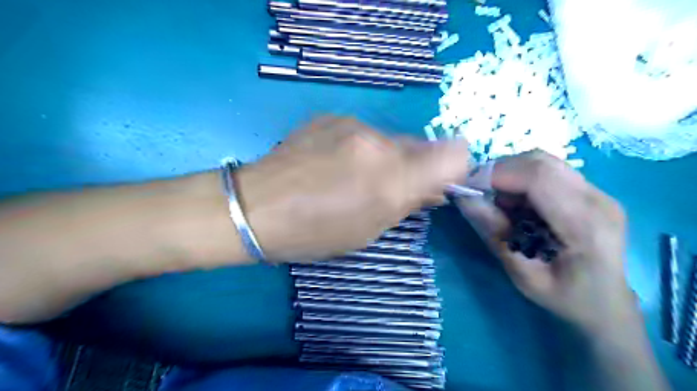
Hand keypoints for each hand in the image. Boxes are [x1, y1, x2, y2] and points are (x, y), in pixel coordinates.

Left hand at [236, 115, 470, 262]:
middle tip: (392, 187)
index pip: (454, 154)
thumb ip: (407, 204)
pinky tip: (334, 163)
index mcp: (391, 179)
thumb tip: (434, 189)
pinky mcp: (330, 116)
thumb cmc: (313, 233)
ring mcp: (352, 124)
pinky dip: (361, 148)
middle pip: (422, 145)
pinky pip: (364, 132)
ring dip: (386, 158)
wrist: (255, 207)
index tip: (437, 184)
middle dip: (416, 166)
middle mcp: (378, 143)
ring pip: (391, 139)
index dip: (453, 168)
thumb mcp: (368, 231)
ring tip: (355, 177)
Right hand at [455, 152, 635, 334]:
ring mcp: (599, 192)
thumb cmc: (564, 298)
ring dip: (511, 174)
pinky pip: (549, 171)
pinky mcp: (592, 191)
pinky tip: (516, 203)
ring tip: (497, 201)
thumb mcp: (522, 273)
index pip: (538, 177)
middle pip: (540, 162)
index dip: (497, 175)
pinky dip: (522, 179)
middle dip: (500, 171)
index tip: (468, 188)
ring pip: (543, 162)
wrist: (607, 306)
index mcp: (585, 225)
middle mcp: (598, 200)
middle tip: (479, 194)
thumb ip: (494, 233)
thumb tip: (464, 198)